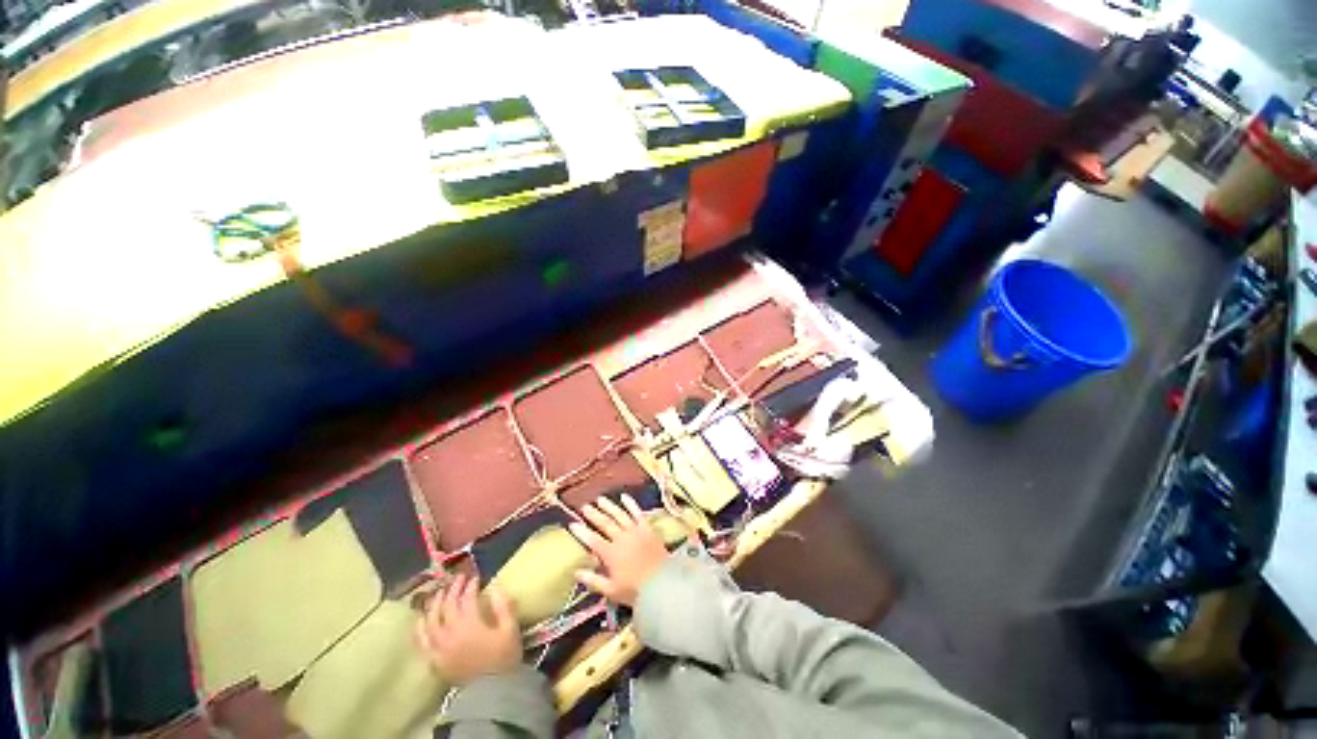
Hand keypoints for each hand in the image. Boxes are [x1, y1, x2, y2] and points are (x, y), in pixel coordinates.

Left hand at [416, 575, 521, 685]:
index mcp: (470, 624)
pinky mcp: (433, 660)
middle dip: (452, 589)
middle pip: (446, 606)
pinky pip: (421, 641)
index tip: (475, 576)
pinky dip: (420, 627)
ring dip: (433, 604)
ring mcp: (438, 648)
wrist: (491, 692)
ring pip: (429, 621)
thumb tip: (495, 586)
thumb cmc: (503, 657)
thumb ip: (503, 606)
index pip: (466, 598)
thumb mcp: (510, 629)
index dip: (470, 585)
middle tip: (458, 578)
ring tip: (438, 593)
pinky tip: (421, 619)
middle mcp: (450, 633)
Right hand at [570, 495, 669, 605]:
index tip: (572, 523)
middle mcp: (621, 538)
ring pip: (619, 515)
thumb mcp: (611, 590)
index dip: (581, 532)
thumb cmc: (635, 590)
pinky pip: (637, 513)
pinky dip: (631, 504)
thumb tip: (576, 572)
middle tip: (584, 506)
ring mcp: (635, 531)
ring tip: (600, 499)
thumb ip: (593, 580)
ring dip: (609, 506)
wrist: (662, 584)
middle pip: (605, 523)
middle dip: (593, 514)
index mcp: (611, 554)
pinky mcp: (647, 528)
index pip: (592, 540)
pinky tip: (624, 496)